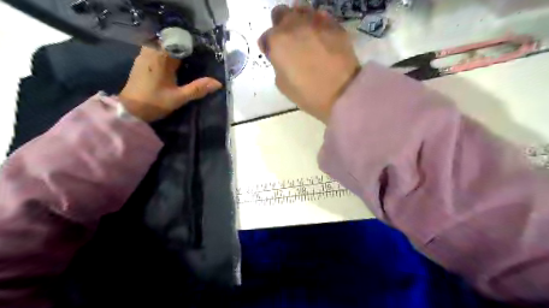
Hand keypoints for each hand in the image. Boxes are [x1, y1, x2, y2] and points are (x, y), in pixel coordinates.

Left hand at [121, 47, 221, 120]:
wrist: (130, 110)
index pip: (176, 42)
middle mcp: (150, 53)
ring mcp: (143, 57)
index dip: (188, 44)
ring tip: (185, 61)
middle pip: (167, 42)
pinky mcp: (141, 64)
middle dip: (181, 47)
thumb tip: (218, 83)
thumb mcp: (179, 97)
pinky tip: (172, 66)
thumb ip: (198, 88)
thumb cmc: (154, 103)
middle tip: (194, 56)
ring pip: (160, 46)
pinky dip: (165, 55)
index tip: (200, 51)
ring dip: (172, 51)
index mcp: (160, 58)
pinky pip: (155, 52)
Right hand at [260, 5, 363, 122]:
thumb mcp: (282, 85)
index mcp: (277, 41)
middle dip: (281, 26)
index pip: (265, 37)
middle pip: (280, 14)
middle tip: (288, 42)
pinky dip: (317, 25)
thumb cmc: (307, 93)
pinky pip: (320, 17)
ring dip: (298, 20)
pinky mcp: (333, 23)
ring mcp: (315, 21)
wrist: (342, 92)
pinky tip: (321, 38)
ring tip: (305, 36)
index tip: (274, 56)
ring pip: (300, 9)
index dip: (268, 47)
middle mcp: (293, 24)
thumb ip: (278, 64)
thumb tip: (282, 57)